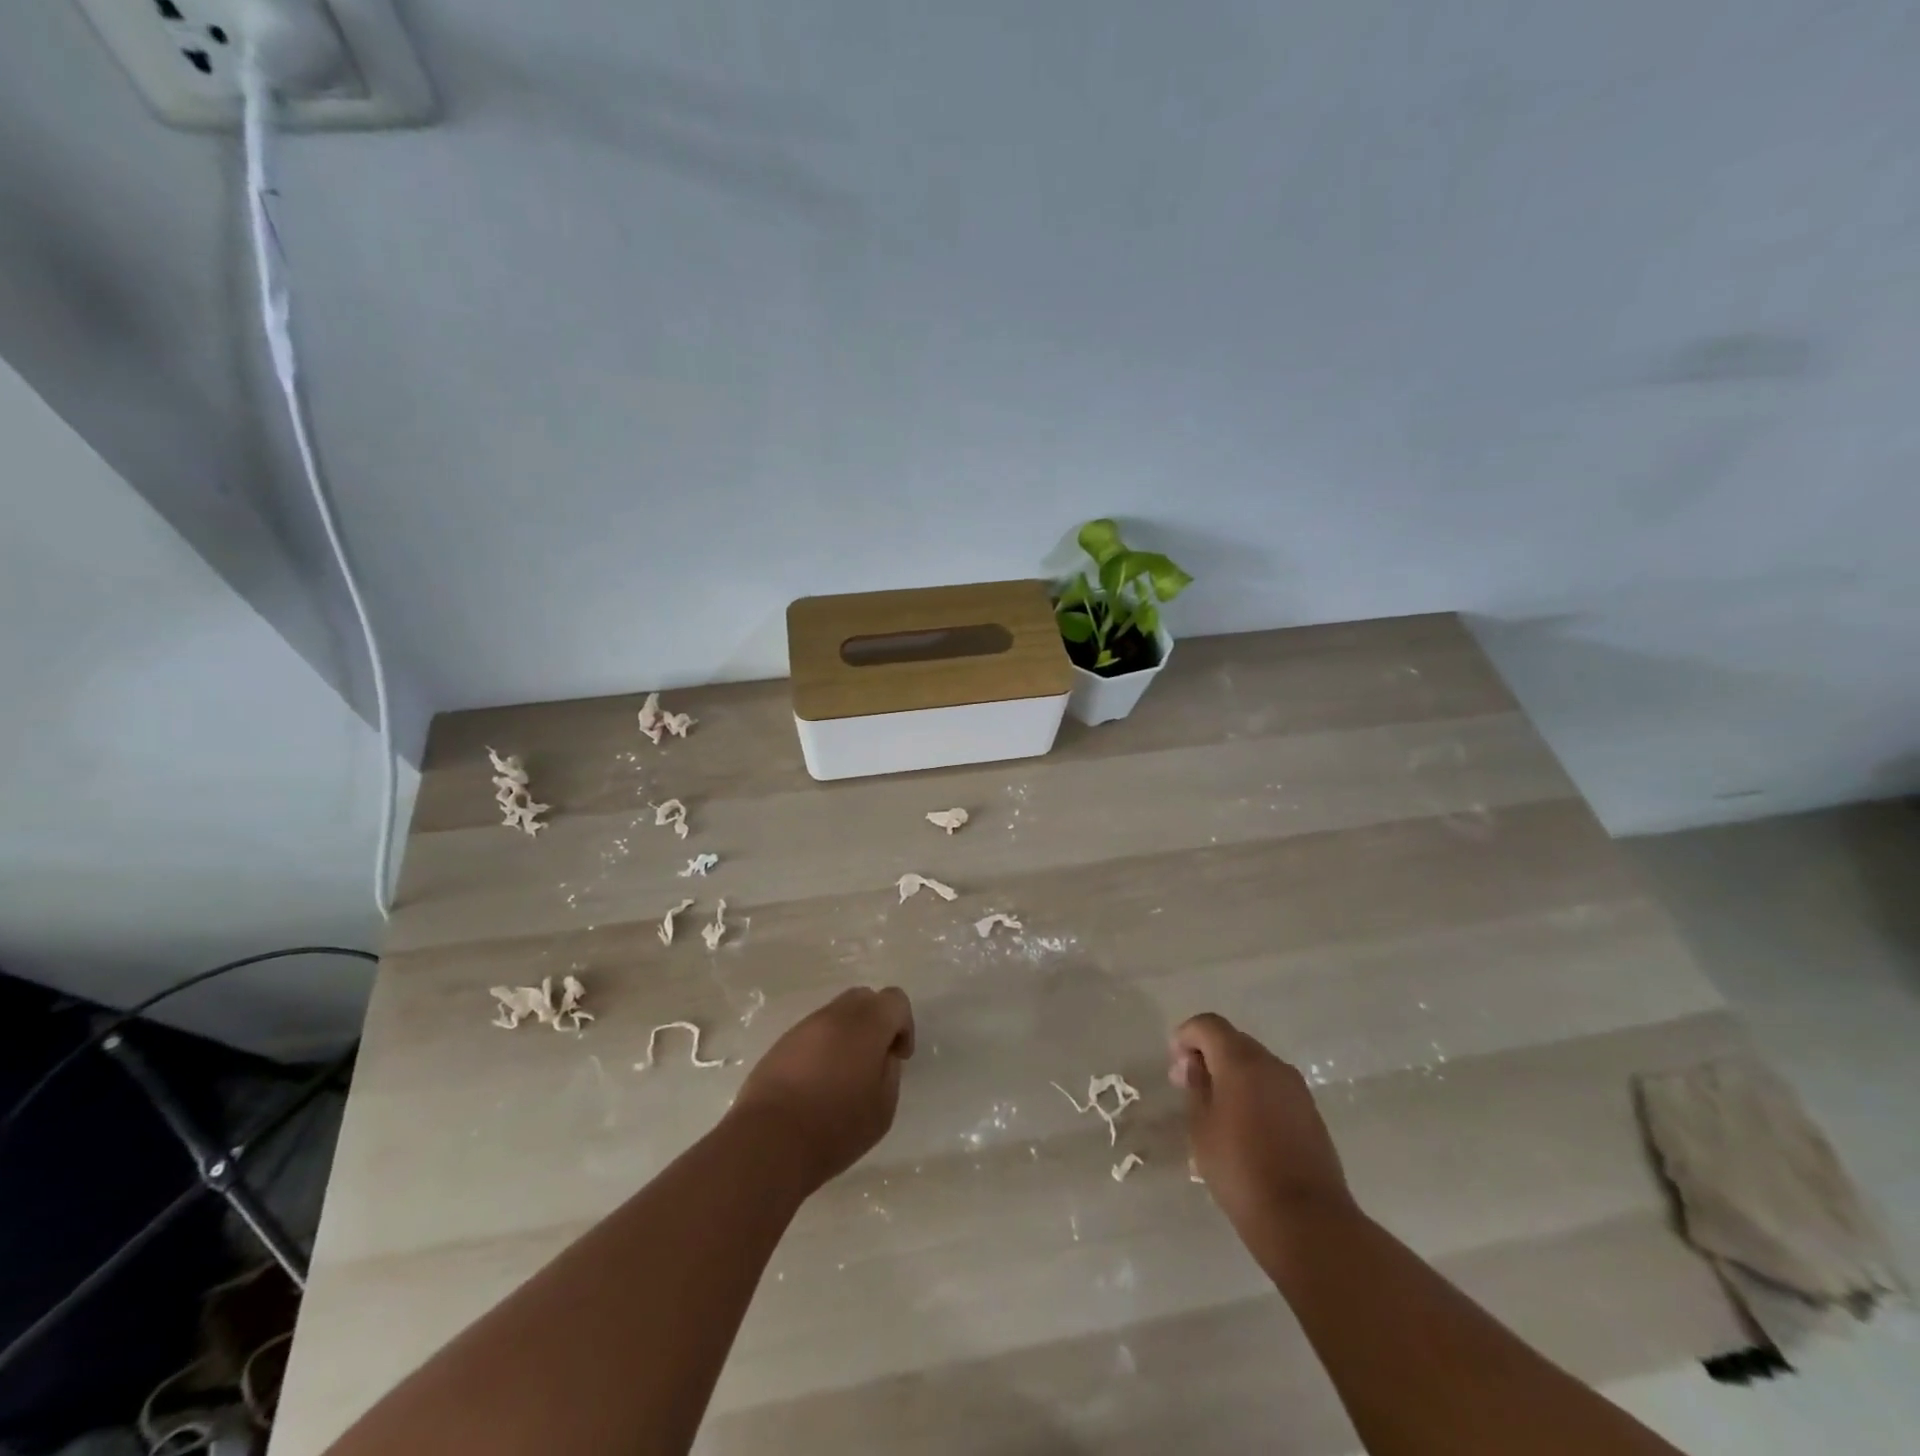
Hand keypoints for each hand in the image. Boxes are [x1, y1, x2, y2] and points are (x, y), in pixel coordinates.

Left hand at [730, 987, 914, 1192]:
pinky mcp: (781, 1043)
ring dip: (848, 1034)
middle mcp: (835, 1014)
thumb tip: (882, 1056)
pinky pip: (813, 1033)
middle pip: (864, 998)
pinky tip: (817, 1083)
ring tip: (843, 1075)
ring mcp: (805, 1026)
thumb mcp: (883, 1107)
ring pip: (836, 1014)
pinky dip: (823, 1047)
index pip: (895, 1000)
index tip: (898, 1057)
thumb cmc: (836, 1126)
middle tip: (874, 1060)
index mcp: (867, 1023)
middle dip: (876, 1022)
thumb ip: (890, 1071)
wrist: (769, 1141)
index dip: (903, 1025)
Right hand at [1171, 1013, 1358, 1261]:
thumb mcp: (1201, 1127)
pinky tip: (1244, 1125)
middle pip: (1233, 1041)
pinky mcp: (1311, 1113)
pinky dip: (1254, 1092)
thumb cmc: (1241, 1170)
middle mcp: (1272, 1065)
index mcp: (1241, 1061)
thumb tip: (1196, 1064)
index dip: (1186, 1036)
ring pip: (1256, 1064)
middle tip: (1188, 1085)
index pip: (1208, 1024)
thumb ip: (1196, 1087)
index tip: (1174, 1065)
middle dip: (1207, 1054)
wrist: (1307, 1220)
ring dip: (1232, 1074)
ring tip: (1215, 1108)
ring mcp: (1296, 1089)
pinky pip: (1274, 1087)